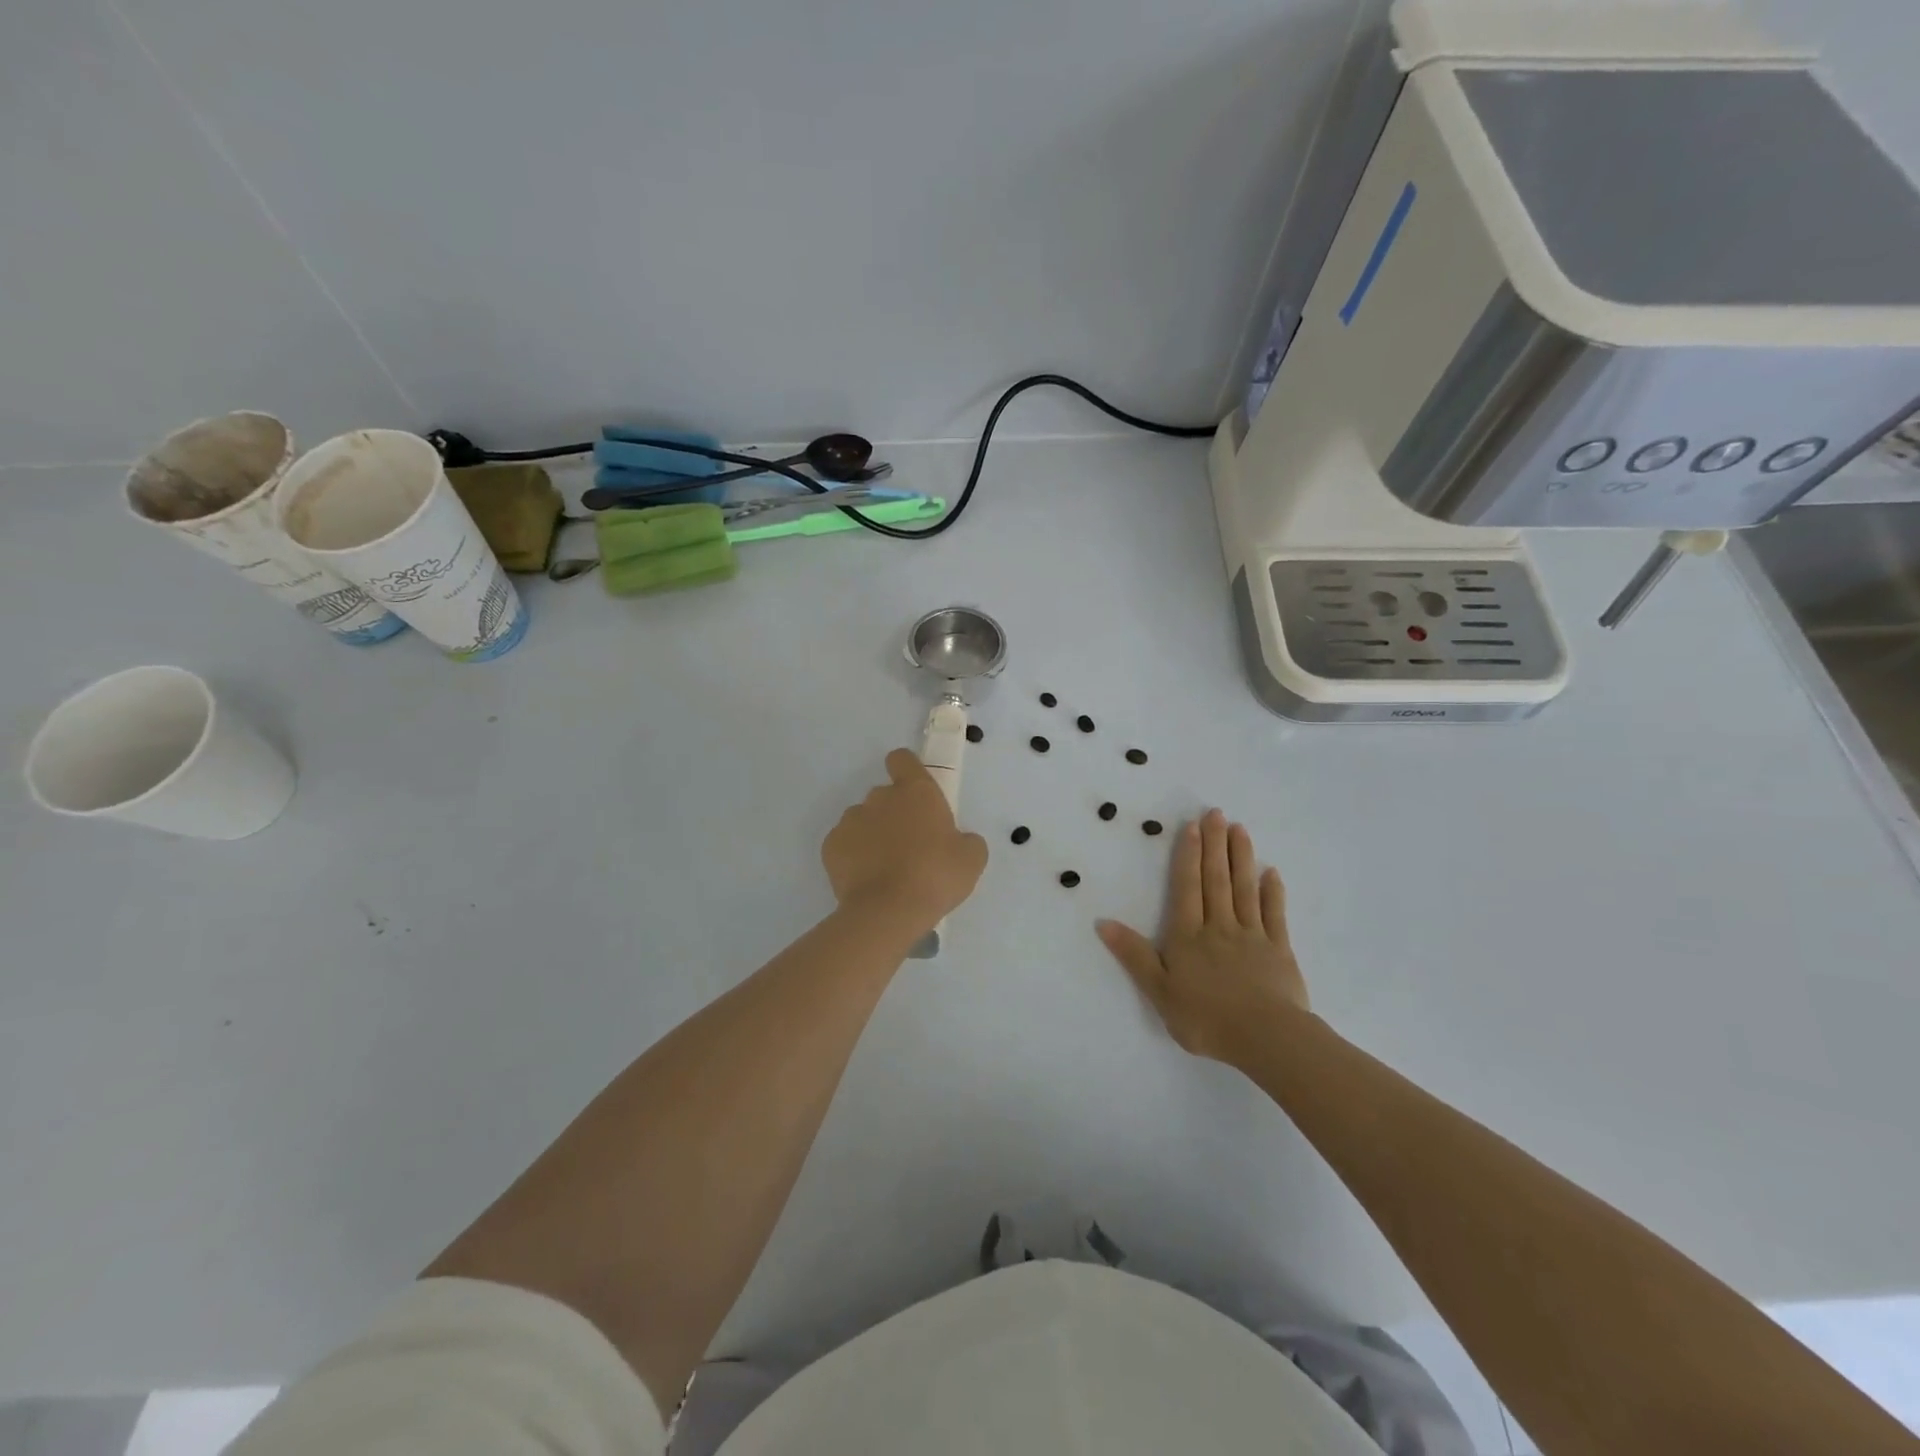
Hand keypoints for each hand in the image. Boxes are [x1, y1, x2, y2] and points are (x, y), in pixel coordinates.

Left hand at [823, 749, 988, 935]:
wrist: (888, 912)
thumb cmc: (936, 877)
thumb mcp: (971, 859)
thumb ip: (966, 840)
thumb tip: (957, 841)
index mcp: (916, 792)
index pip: (902, 759)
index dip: (907, 771)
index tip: (915, 793)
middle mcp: (880, 797)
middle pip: (885, 795)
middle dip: (895, 814)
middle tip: (910, 846)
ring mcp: (851, 820)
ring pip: (863, 820)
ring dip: (874, 835)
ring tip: (886, 869)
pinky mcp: (831, 845)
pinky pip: (845, 844)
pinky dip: (854, 857)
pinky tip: (867, 880)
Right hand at [1096, 808, 1309, 1064]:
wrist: (1266, 1037)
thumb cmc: (1206, 1017)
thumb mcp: (1159, 990)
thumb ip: (1134, 955)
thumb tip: (1103, 922)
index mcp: (1188, 936)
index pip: (1187, 887)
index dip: (1188, 856)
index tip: (1192, 826)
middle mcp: (1219, 927)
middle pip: (1216, 879)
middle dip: (1214, 845)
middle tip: (1216, 813)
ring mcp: (1252, 936)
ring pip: (1244, 889)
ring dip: (1241, 857)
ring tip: (1239, 829)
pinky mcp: (1279, 950)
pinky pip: (1274, 914)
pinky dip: (1272, 892)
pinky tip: (1271, 872)